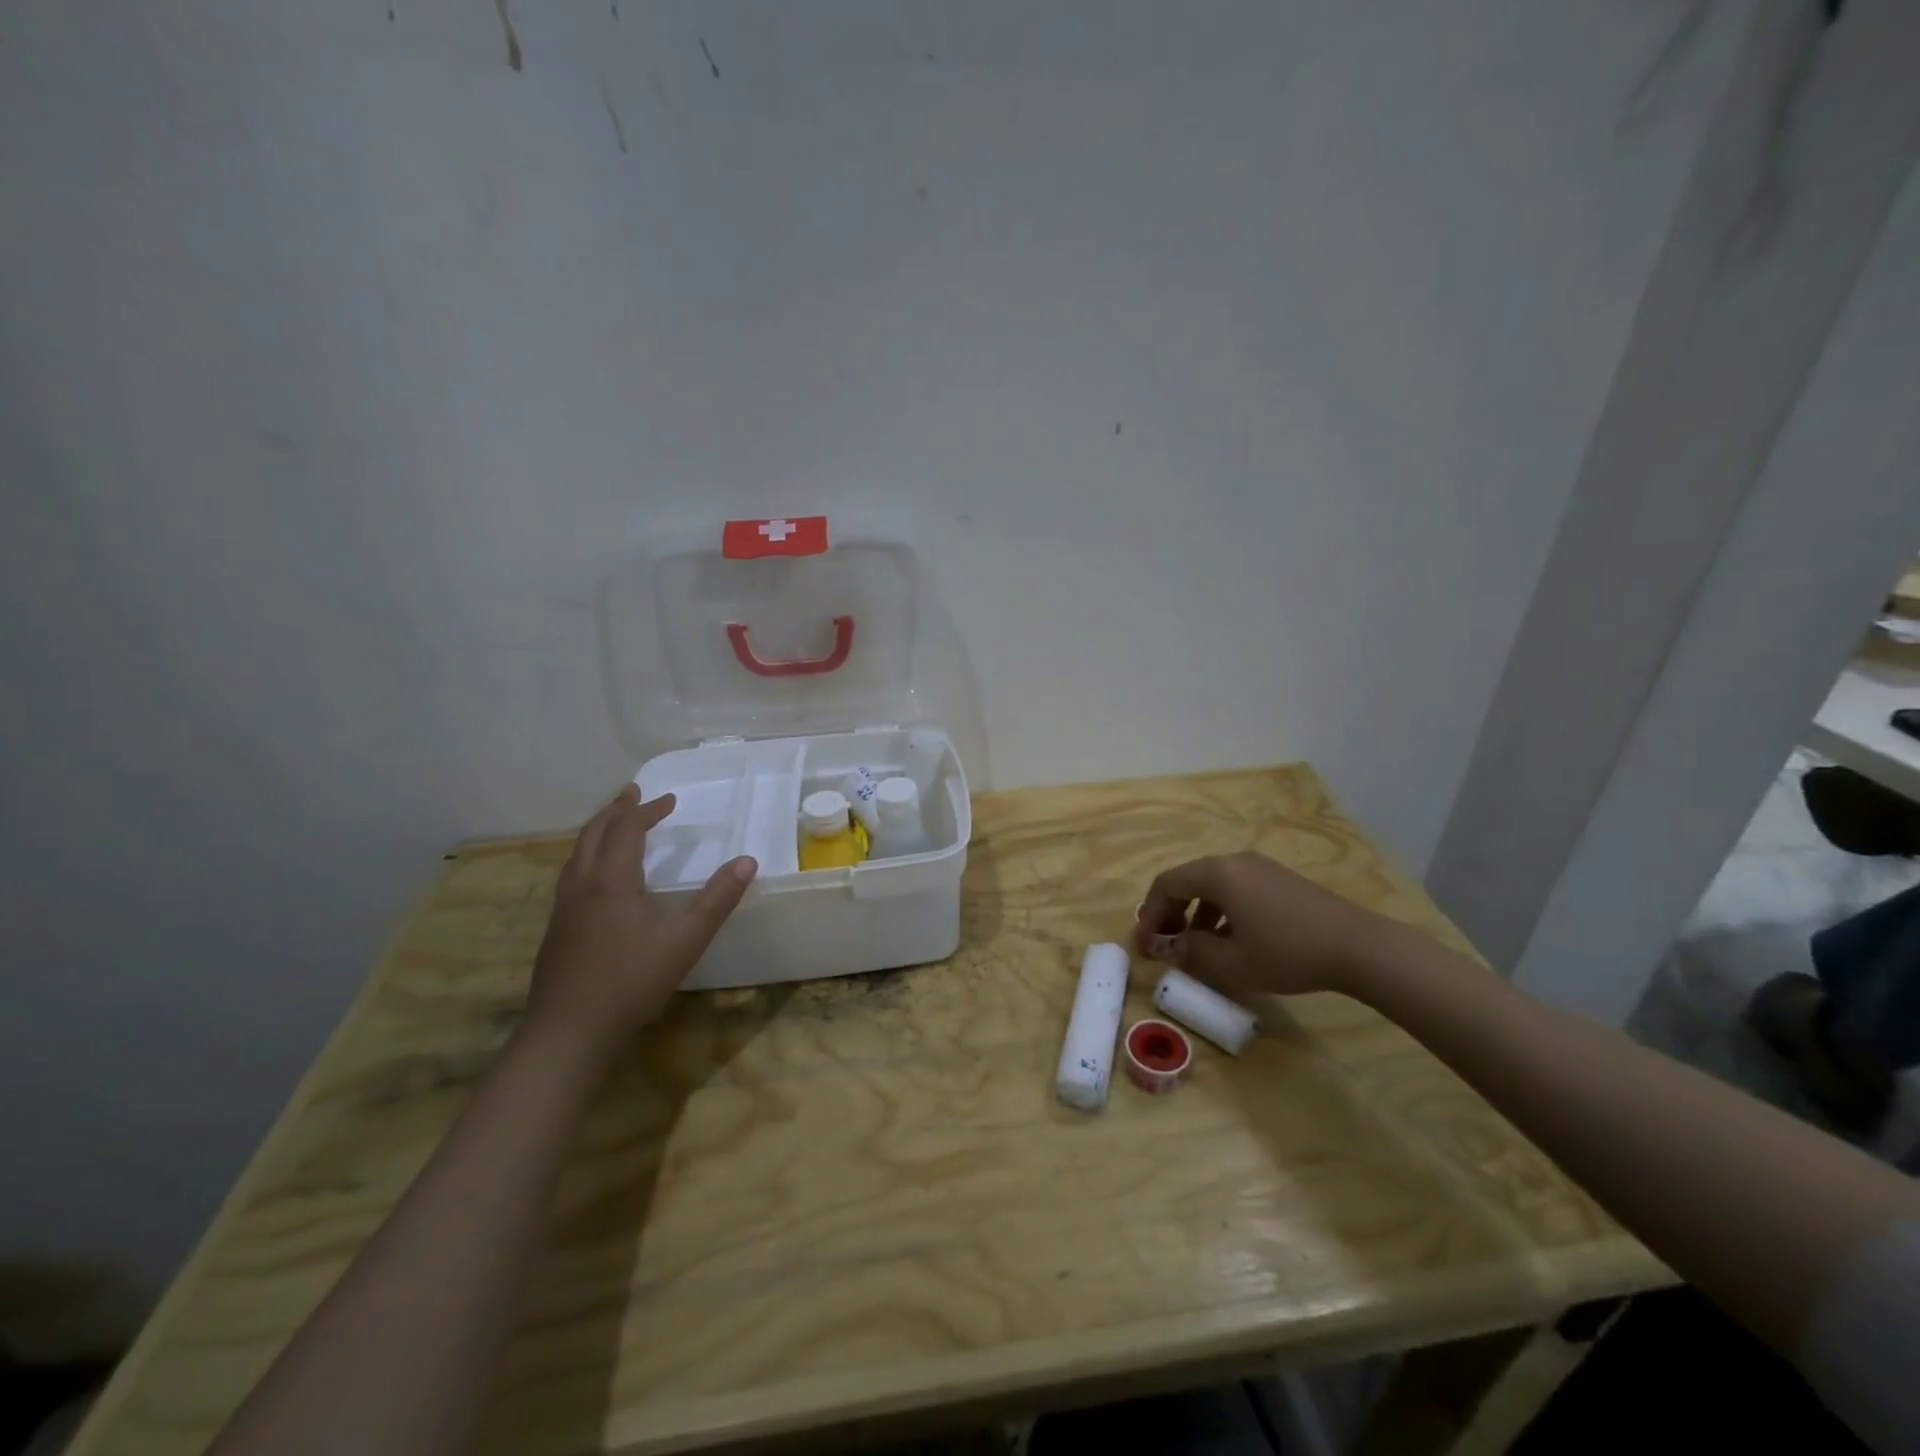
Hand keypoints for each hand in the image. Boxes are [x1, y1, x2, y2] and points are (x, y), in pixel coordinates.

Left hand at [525, 785, 756, 1059]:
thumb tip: (747, 861)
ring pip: (576, 856)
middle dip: (614, 811)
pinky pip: (570, 878)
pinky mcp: (556, 933)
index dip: (646, 811)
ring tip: (612, 827)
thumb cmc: (631, 980)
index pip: (626, 830)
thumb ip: (718, 899)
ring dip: (597, 833)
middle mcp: (582, 886)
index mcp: (611, 880)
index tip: (669, 802)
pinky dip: (587, 859)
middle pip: (593, 834)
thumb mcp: (686, 939)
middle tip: (631, 795)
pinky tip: (597, 882)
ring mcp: (563, 910)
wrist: (569, 1032)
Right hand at [1135, 851, 1398, 996]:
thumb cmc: (1287, 952)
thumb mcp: (1231, 962)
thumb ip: (1192, 951)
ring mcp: (1260, 868)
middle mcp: (1235, 861)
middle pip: (1187, 880)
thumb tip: (1171, 945)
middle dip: (1170, 912)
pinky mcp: (1280, 880)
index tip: (1144, 945)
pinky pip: (1236, 889)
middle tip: (1164, 943)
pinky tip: (1231, 940)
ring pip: (1213, 886)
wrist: (1359, 947)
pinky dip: (1221, 911)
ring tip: (1196, 946)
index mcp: (1217, 874)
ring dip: (1195, 913)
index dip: (1150, 914)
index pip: (1166, 884)